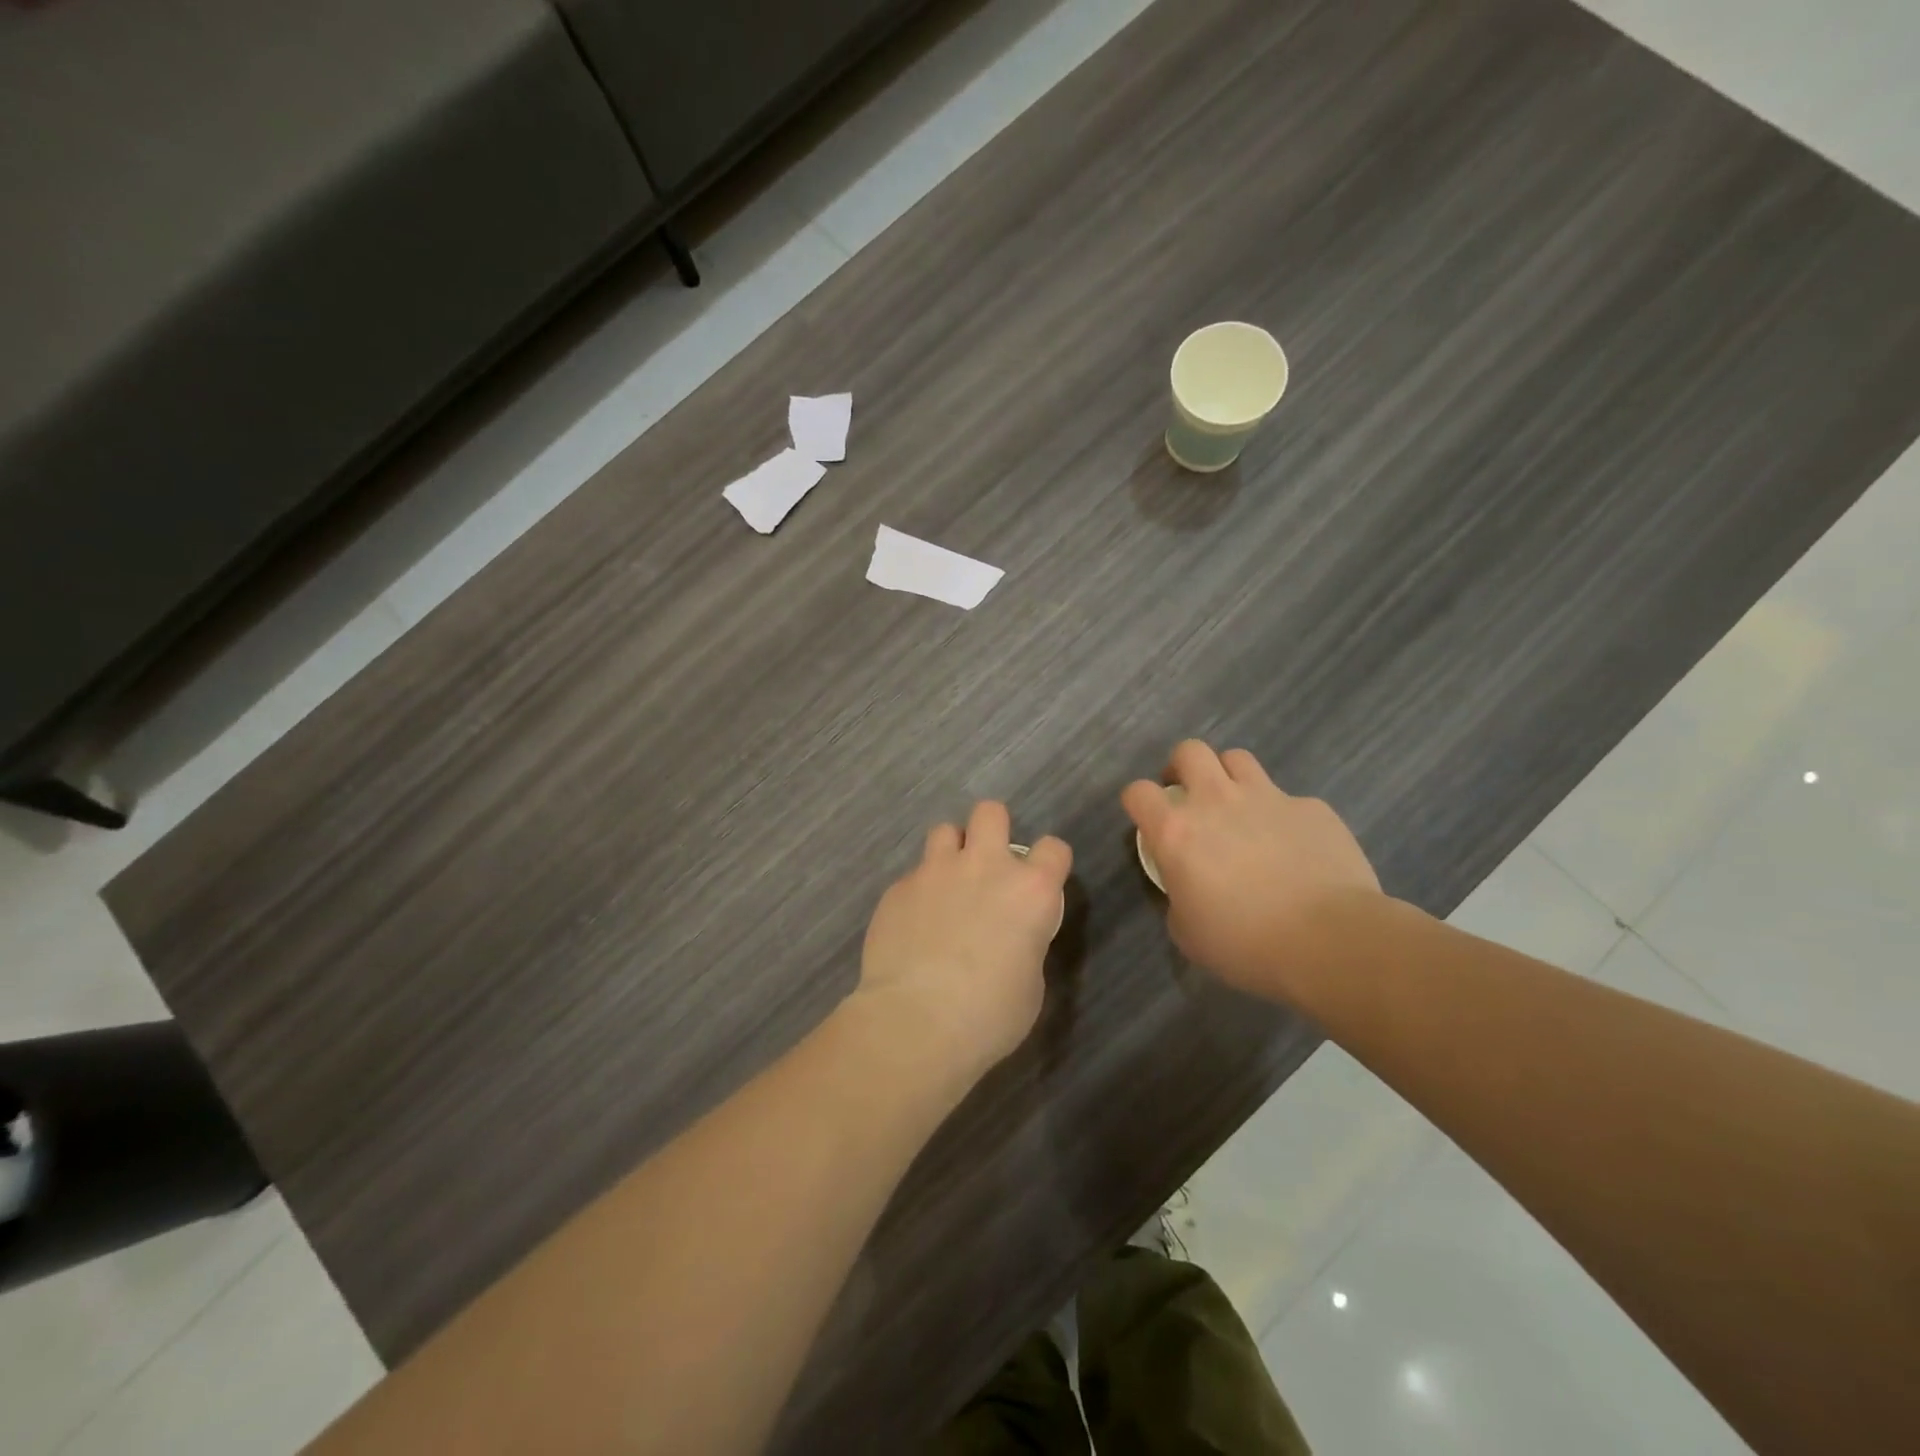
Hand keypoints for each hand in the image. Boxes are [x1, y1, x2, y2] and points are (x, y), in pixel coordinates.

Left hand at [854, 802, 1071, 1084]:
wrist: (916, 1022)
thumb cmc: (989, 1015)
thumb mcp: (1030, 982)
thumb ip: (1025, 941)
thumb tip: (1010, 937)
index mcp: (1031, 891)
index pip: (1054, 848)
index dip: (1048, 863)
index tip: (1039, 883)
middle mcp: (985, 866)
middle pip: (991, 813)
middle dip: (991, 830)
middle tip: (986, 865)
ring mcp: (936, 871)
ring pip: (944, 831)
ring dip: (950, 852)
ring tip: (945, 886)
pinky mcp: (898, 888)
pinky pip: (913, 875)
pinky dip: (918, 892)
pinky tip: (912, 926)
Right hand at [1122, 740, 1379, 993]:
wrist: (1331, 941)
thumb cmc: (1246, 944)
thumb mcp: (1188, 932)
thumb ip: (1178, 896)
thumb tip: (1188, 887)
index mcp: (1177, 832)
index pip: (1138, 792)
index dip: (1138, 802)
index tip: (1148, 820)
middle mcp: (1216, 801)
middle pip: (1189, 752)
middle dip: (1182, 768)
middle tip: (1190, 797)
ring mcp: (1268, 797)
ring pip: (1237, 759)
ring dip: (1230, 778)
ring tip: (1239, 809)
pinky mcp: (1312, 808)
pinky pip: (1289, 800)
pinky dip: (1283, 816)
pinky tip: (1296, 848)